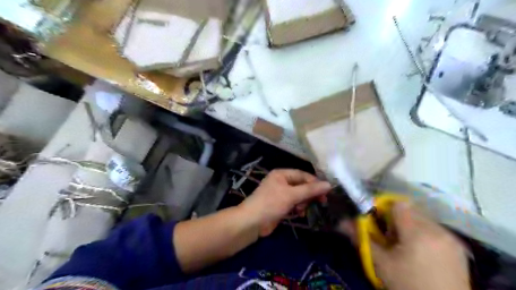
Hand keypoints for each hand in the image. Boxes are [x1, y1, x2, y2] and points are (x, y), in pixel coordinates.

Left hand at [239, 169, 329, 237]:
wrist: (252, 222)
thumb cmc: (271, 204)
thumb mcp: (291, 195)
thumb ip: (310, 190)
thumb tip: (329, 184)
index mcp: (282, 174)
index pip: (303, 175)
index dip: (315, 183)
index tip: (326, 192)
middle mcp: (281, 182)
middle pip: (301, 185)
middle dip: (309, 194)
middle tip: (320, 202)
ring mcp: (280, 194)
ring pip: (299, 196)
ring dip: (303, 202)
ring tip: (302, 209)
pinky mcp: (280, 205)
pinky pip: (294, 204)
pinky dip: (298, 208)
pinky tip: (298, 214)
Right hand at [342, 203, 470, 289]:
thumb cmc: (408, 287)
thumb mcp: (381, 264)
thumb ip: (362, 238)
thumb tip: (341, 222)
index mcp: (418, 232)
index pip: (397, 204)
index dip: (384, 209)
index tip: (378, 223)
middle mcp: (437, 229)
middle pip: (410, 209)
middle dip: (396, 218)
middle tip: (390, 238)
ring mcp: (451, 238)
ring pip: (423, 218)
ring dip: (410, 226)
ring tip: (406, 247)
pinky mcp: (458, 248)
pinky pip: (435, 229)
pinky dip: (423, 234)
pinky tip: (421, 254)